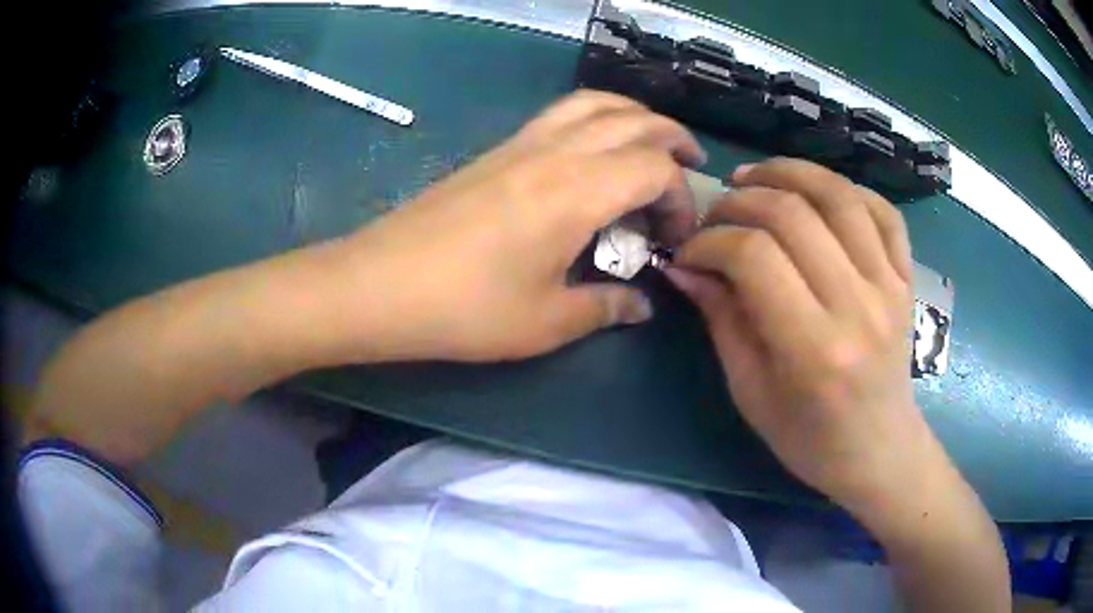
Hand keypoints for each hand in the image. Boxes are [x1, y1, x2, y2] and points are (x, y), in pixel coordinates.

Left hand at [329, 90, 704, 361]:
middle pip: (634, 120)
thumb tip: (640, 306)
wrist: (379, 284)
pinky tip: (593, 151)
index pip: (656, 169)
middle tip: (691, 166)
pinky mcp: (497, 150)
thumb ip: (604, 308)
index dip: (680, 199)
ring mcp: (522, 144)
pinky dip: (595, 117)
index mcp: (578, 191)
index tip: (674, 238)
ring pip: (595, 103)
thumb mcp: (545, 322)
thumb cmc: (464, 309)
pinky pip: (561, 113)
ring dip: (634, 116)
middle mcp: (557, 152)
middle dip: (673, 139)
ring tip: (651, 144)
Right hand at [665, 158, 939, 516]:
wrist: (879, 451)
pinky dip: (846, 189)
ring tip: (755, 179)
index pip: (754, 257)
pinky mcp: (906, 278)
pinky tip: (816, 193)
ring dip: (789, 173)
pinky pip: (882, 211)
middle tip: (716, 216)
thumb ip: (722, 320)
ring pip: (839, 196)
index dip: (710, 242)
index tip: (689, 252)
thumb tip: (684, 267)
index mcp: (814, 349)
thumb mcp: (751, 393)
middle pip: (793, 214)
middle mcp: (858, 306)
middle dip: (740, 202)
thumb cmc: (810, 439)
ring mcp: (890, 286)